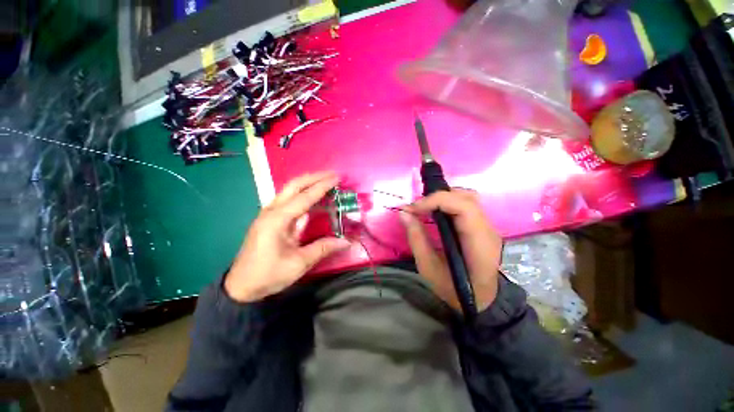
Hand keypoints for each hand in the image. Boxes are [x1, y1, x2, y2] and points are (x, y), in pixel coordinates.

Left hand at [225, 172, 350, 301]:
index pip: (304, 197)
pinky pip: (289, 201)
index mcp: (277, 220)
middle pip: (294, 186)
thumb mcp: (298, 264)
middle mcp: (272, 211)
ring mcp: (269, 214)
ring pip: (290, 191)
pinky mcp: (271, 219)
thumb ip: (323, 248)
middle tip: (333, 175)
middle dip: (314, 177)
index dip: (322, 186)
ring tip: (326, 181)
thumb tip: (346, 241)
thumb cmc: (268, 275)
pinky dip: (303, 195)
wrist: (241, 286)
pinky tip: (313, 197)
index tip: (337, 178)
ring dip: (309, 184)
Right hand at [400, 189, 502, 312]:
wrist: (481, 301)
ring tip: (425, 207)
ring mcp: (488, 227)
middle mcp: (487, 230)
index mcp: (478, 244)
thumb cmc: (454, 289)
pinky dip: (449, 202)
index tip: (413, 209)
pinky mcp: (482, 226)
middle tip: (417, 208)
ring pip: (468, 198)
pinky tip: (436, 211)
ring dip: (444, 197)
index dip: (436, 201)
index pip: (463, 208)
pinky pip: (467, 205)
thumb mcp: (428, 268)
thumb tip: (404, 213)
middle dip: (437, 197)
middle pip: (466, 198)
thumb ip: (416, 238)